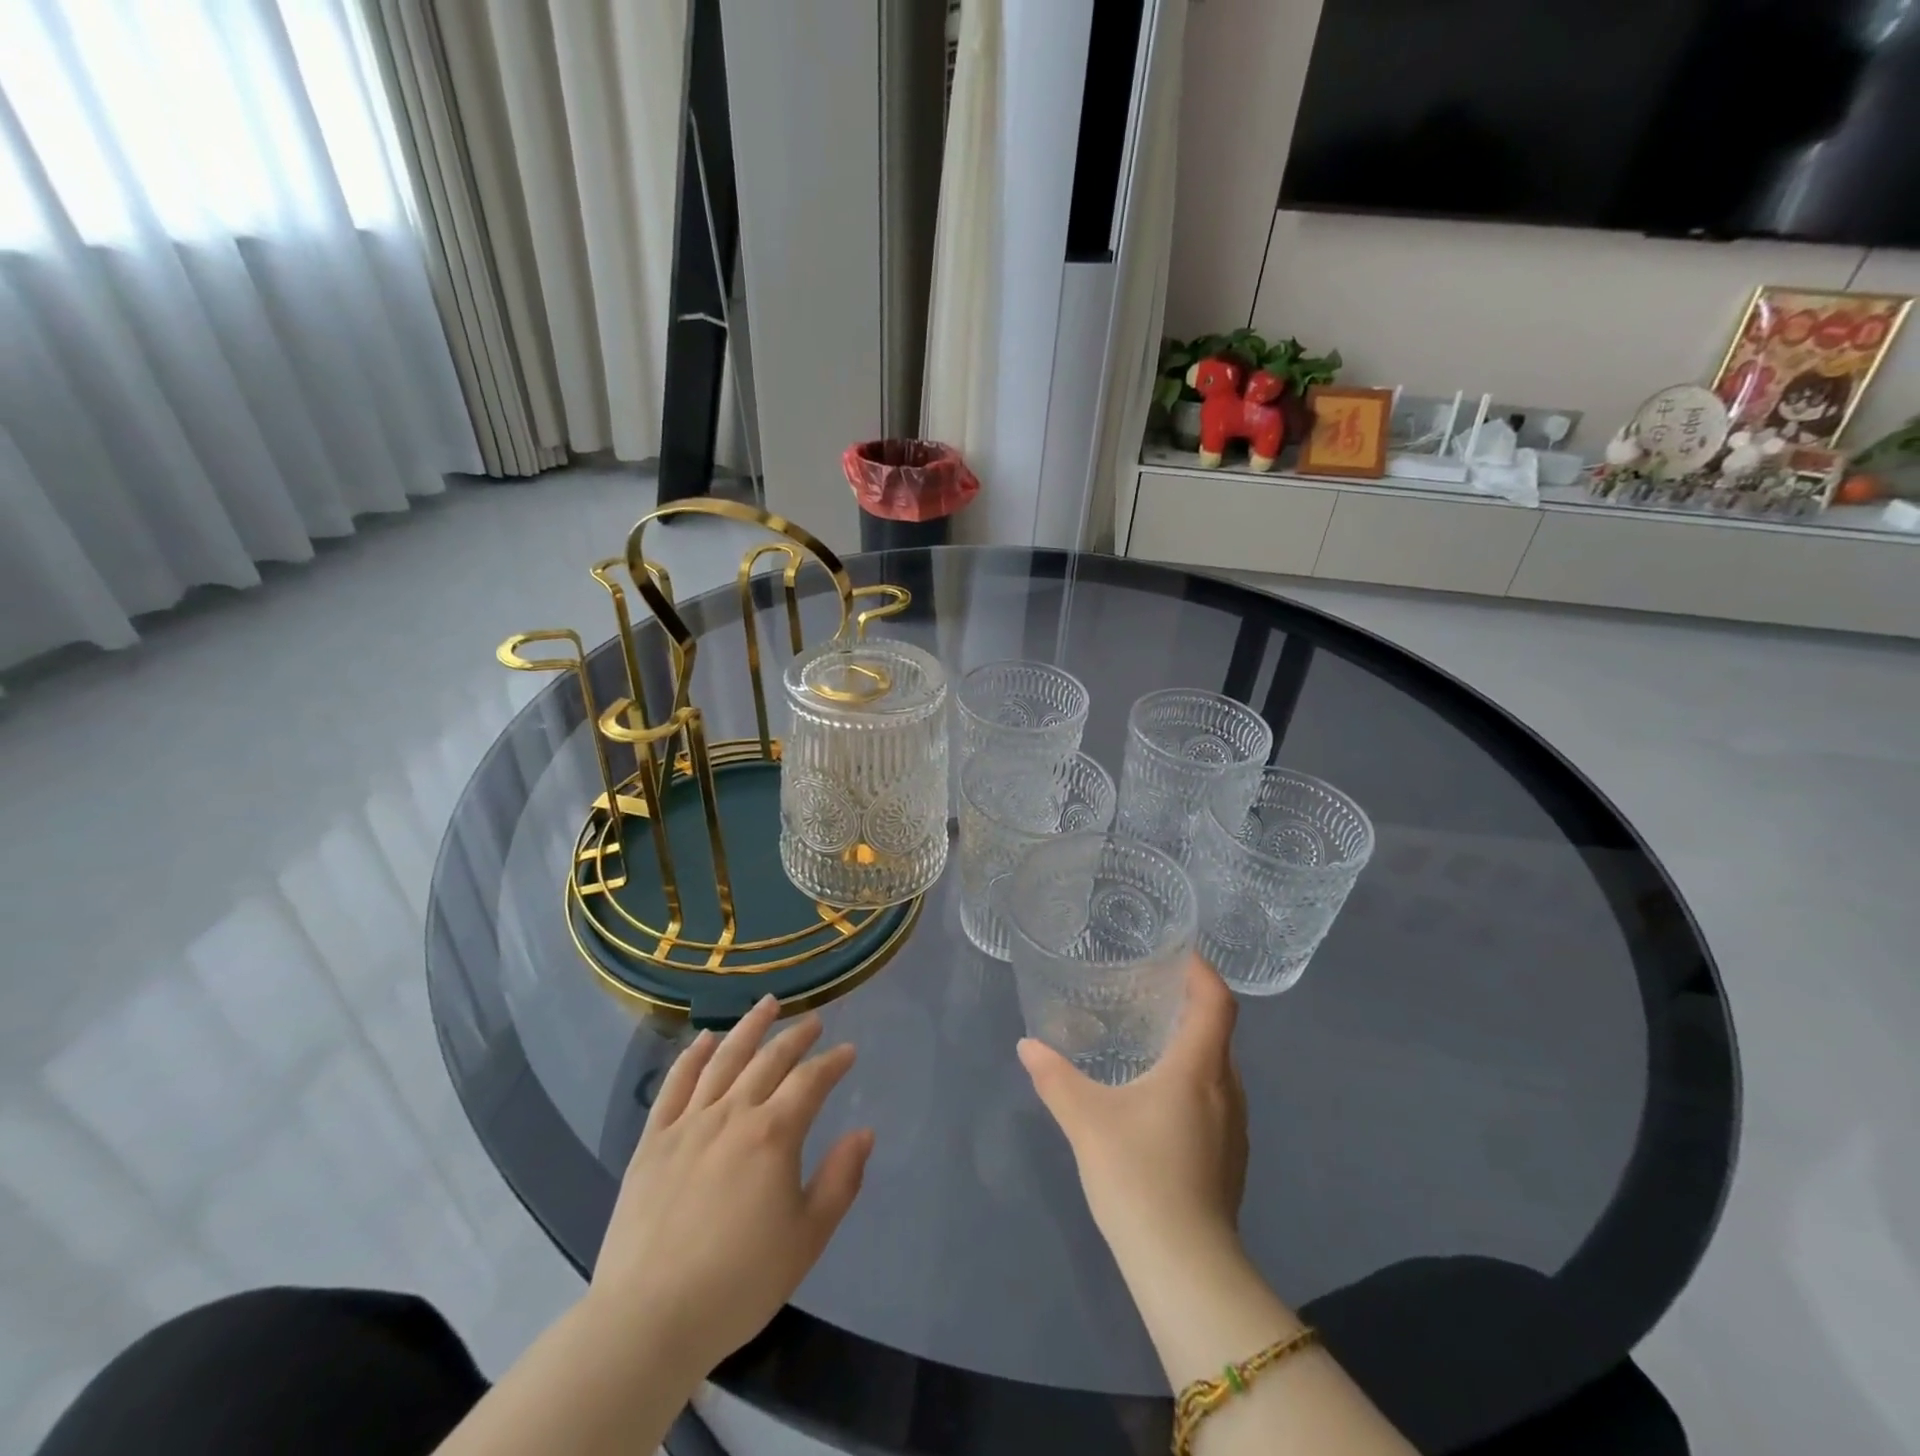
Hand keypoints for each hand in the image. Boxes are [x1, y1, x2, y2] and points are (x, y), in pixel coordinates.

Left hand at [587, 997, 872, 1376]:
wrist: (648, 1320)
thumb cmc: (739, 1283)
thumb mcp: (807, 1239)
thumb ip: (841, 1180)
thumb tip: (864, 1132)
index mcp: (774, 1134)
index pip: (811, 1081)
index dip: (833, 1062)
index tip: (848, 1051)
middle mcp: (732, 1114)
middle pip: (769, 1060)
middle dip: (796, 1036)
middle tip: (813, 1021)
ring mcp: (688, 1123)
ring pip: (723, 1059)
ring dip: (749, 1027)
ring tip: (767, 1005)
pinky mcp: (653, 1141)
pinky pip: (675, 1085)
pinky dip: (691, 1056)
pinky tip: (703, 1038)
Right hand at [1018, 955, 1246, 1265]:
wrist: (1186, 1268)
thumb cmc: (1138, 1176)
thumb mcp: (1086, 1120)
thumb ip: (1055, 1077)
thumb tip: (1028, 1045)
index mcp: (1199, 1068)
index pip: (1216, 1001)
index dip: (1202, 970)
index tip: (1177, 953)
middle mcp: (1227, 1090)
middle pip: (1219, 1031)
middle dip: (1190, 1005)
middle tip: (1150, 991)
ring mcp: (1235, 1129)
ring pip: (1219, 1068)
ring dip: (1192, 1046)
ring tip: (1151, 1040)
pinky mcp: (1231, 1159)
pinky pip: (1217, 1099)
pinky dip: (1193, 1081)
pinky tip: (1159, 1100)